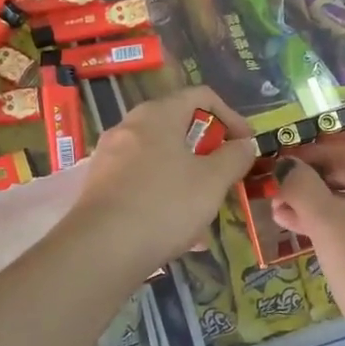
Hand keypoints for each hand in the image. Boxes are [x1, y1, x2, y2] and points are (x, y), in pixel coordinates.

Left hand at [70, 88, 255, 275]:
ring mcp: (109, 157)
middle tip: (225, 176)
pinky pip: (141, 183)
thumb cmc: (165, 205)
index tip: (245, 145)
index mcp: (157, 115)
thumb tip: (244, 145)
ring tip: (205, 209)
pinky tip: (179, 231)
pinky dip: (164, 196)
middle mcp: (129, 127)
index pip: (201, 96)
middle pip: (178, 127)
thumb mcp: (212, 181)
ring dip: (187, 177)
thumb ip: (234, 158)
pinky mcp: (99, 187)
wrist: (101, 249)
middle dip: (207, 151)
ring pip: (160, 159)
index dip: (231, 116)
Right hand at [270, 142, 344, 337]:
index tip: (277, 164)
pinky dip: (338, 228)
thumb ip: (304, 189)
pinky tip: (309, 238)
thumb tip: (286, 167)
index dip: (310, 156)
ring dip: (320, 208)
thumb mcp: (330, 226)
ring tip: (281, 216)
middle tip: (275, 193)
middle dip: (312, 185)